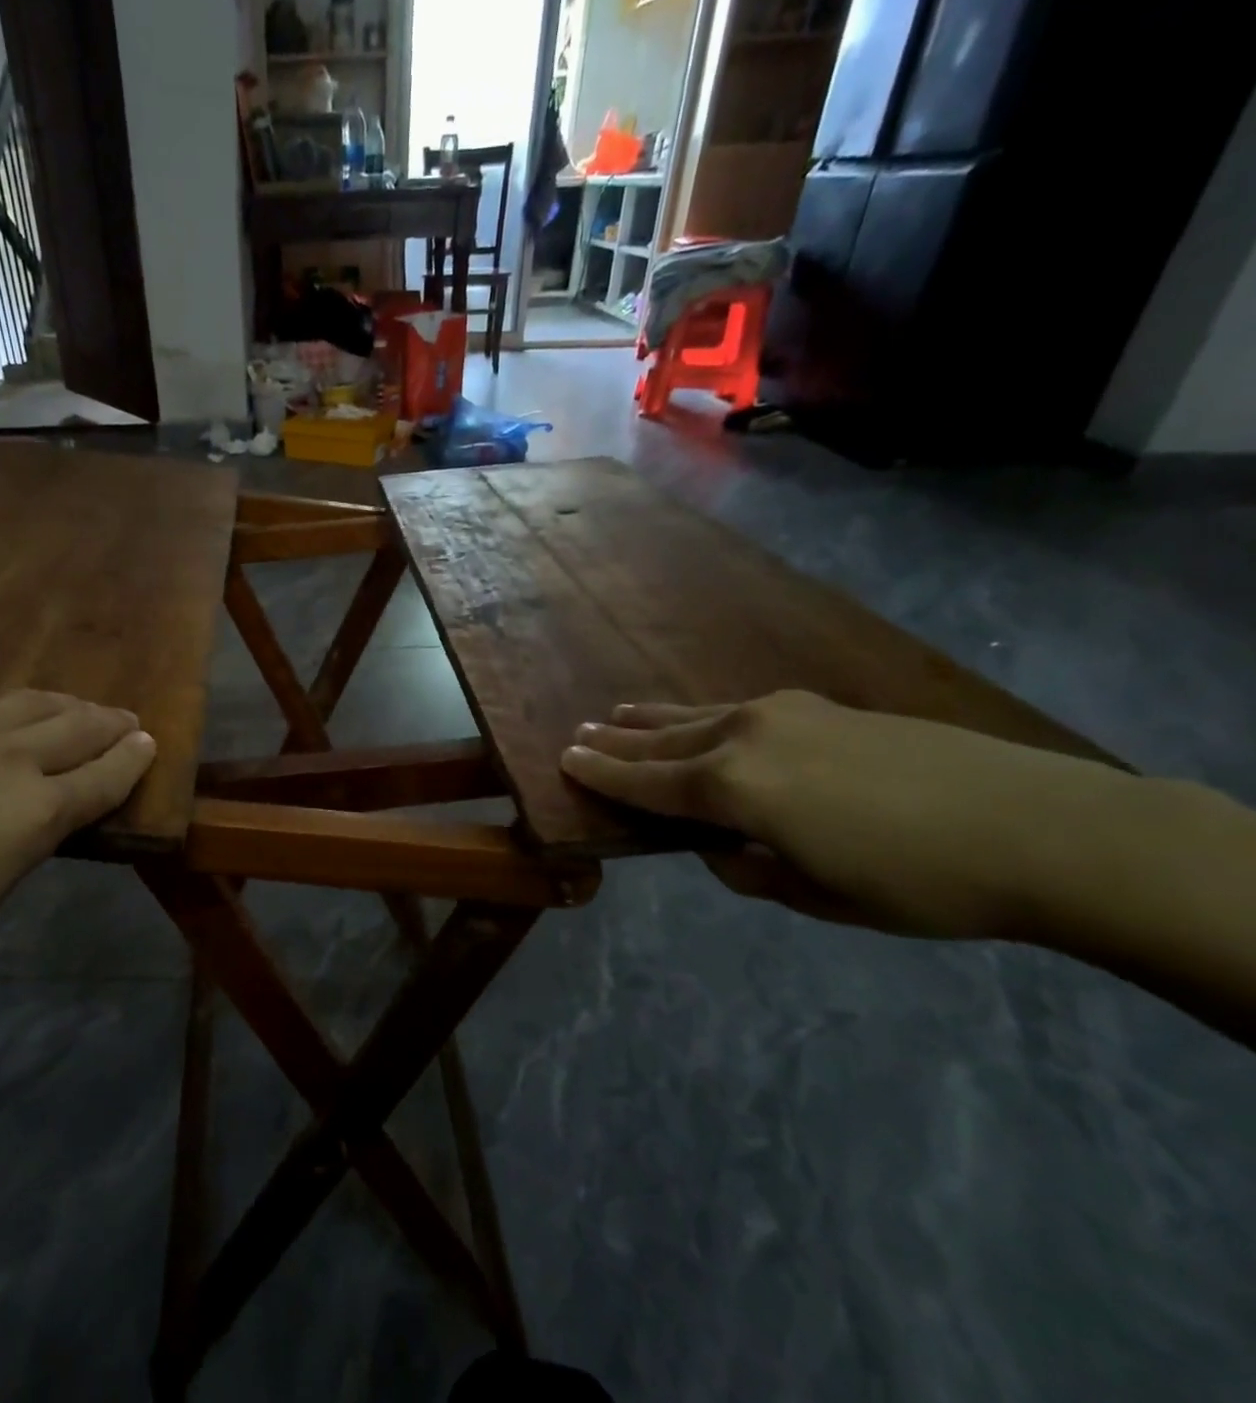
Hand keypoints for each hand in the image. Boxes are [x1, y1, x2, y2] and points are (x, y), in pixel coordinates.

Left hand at [0, 690, 154, 1022]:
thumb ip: (2, 870)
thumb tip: (4, 846)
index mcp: (31, 816)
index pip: (102, 779)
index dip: (133, 762)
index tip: (152, 745)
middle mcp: (5, 762)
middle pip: (76, 727)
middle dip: (110, 724)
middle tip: (130, 722)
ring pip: (29, 704)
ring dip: (65, 704)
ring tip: (79, 708)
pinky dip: (9, 711)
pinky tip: (2, 720)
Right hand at [560, 690, 1144, 941]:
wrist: (1039, 826)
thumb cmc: (917, 882)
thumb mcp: (820, 897)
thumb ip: (754, 870)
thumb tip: (726, 849)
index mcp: (734, 789)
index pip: (648, 783)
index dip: (603, 775)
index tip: (565, 760)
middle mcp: (744, 739)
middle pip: (664, 742)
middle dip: (618, 742)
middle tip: (579, 735)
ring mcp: (782, 715)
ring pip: (697, 716)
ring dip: (654, 720)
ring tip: (618, 714)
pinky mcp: (819, 708)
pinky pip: (736, 710)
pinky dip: (701, 715)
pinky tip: (699, 718)